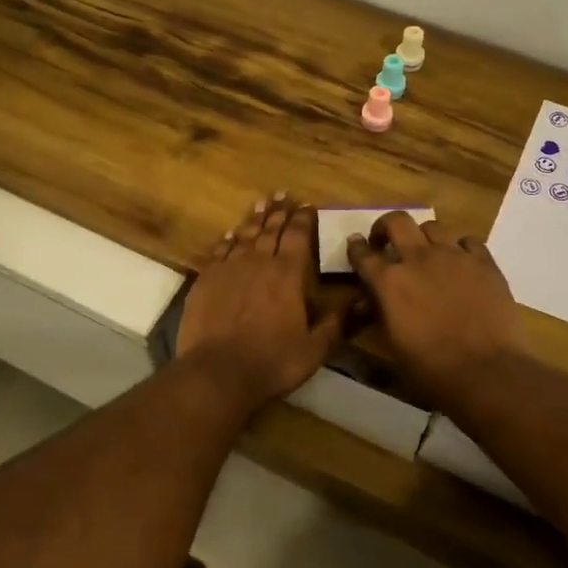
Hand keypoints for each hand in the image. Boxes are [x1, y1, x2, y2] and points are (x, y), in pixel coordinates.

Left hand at [178, 195, 345, 408]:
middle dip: (278, 212)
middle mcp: (258, 263)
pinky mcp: (205, 281)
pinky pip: (218, 252)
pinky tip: (230, 235)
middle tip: (282, 195)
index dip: (303, 219)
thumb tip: (362, 301)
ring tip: (260, 204)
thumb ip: (337, 323)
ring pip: (244, 236)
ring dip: (254, 219)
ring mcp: (228, 270)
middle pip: (269, 230)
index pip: (297, 237)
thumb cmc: (272, 362)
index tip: (306, 206)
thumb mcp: (315, 349)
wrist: (218, 373)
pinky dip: (227, 241)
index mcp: (288, 275)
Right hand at [346, 212, 521, 403]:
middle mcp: (418, 258)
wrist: (485, 371)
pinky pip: (468, 241)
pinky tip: (461, 263)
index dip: (356, 247)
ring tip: (427, 252)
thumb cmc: (430, 368)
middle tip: (387, 241)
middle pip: (397, 221)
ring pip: (433, 226)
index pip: (363, 254)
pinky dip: (460, 248)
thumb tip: (368, 300)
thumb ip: (379, 312)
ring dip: (424, 237)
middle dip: (386, 227)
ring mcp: (454, 256)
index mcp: (389, 281)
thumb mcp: (392, 343)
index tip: (356, 244)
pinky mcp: (484, 262)